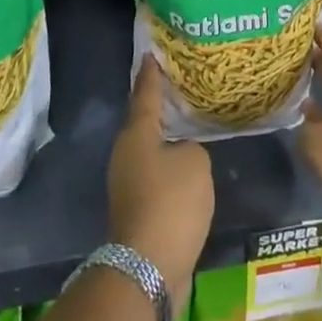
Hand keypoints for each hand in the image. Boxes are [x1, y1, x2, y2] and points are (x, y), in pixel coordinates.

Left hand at [108, 59, 213, 306]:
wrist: (149, 266)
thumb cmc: (171, 202)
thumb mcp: (195, 163)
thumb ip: (192, 149)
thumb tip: (182, 158)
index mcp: (136, 135)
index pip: (146, 95)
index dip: (151, 75)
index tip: (150, 54)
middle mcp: (126, 155)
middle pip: (143, 123)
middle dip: (159, 108)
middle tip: (178, 90)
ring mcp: (128, 185)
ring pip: (150, 153)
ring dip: (166, 142)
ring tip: (189, 129)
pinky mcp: (137, 211)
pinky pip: (156, 179)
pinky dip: (170, 172)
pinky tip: (189, 171)